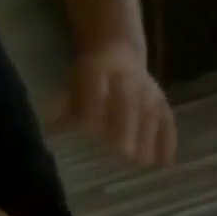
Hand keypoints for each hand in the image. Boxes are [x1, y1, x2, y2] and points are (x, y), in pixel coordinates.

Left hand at [55, 41, 176, 167]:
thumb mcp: (71, 87)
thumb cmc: (88, 80)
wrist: (118, 51)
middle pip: (128, 103)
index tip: (91, 133)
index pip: (96, 90)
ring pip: (149, 114)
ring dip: (147, 138)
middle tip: (123, 154)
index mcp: (97, 72)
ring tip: (143, 164)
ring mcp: (147, 91)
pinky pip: (167, 121)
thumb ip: (62, 110)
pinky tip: (165, 163)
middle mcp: (126, 79)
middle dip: (126, 127)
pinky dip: (168, 140)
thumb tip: (48, 131)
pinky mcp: (161, 101)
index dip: (94, 109)